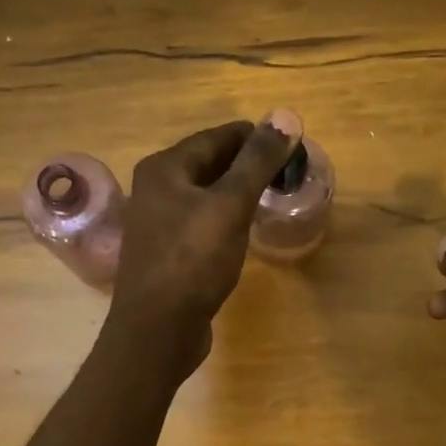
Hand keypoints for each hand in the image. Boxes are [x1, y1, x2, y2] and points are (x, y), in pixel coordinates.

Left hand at [102, 112, 300, 376]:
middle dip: (247, 165)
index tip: (291, 144)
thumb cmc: (192, 261)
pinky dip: (225, 220)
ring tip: (271, 198)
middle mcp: (154, 190)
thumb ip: (257, 162)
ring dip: (236, 193)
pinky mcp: (166, 254)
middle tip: (287, 172)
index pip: (216, 137)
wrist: (157, 330)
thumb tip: (286, 116)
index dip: (255, 137)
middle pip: (209, 165)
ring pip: (205, 196)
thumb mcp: (230, 206)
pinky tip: (244, 232)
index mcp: (164, 169)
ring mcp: (157, 224)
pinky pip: (201, 224)